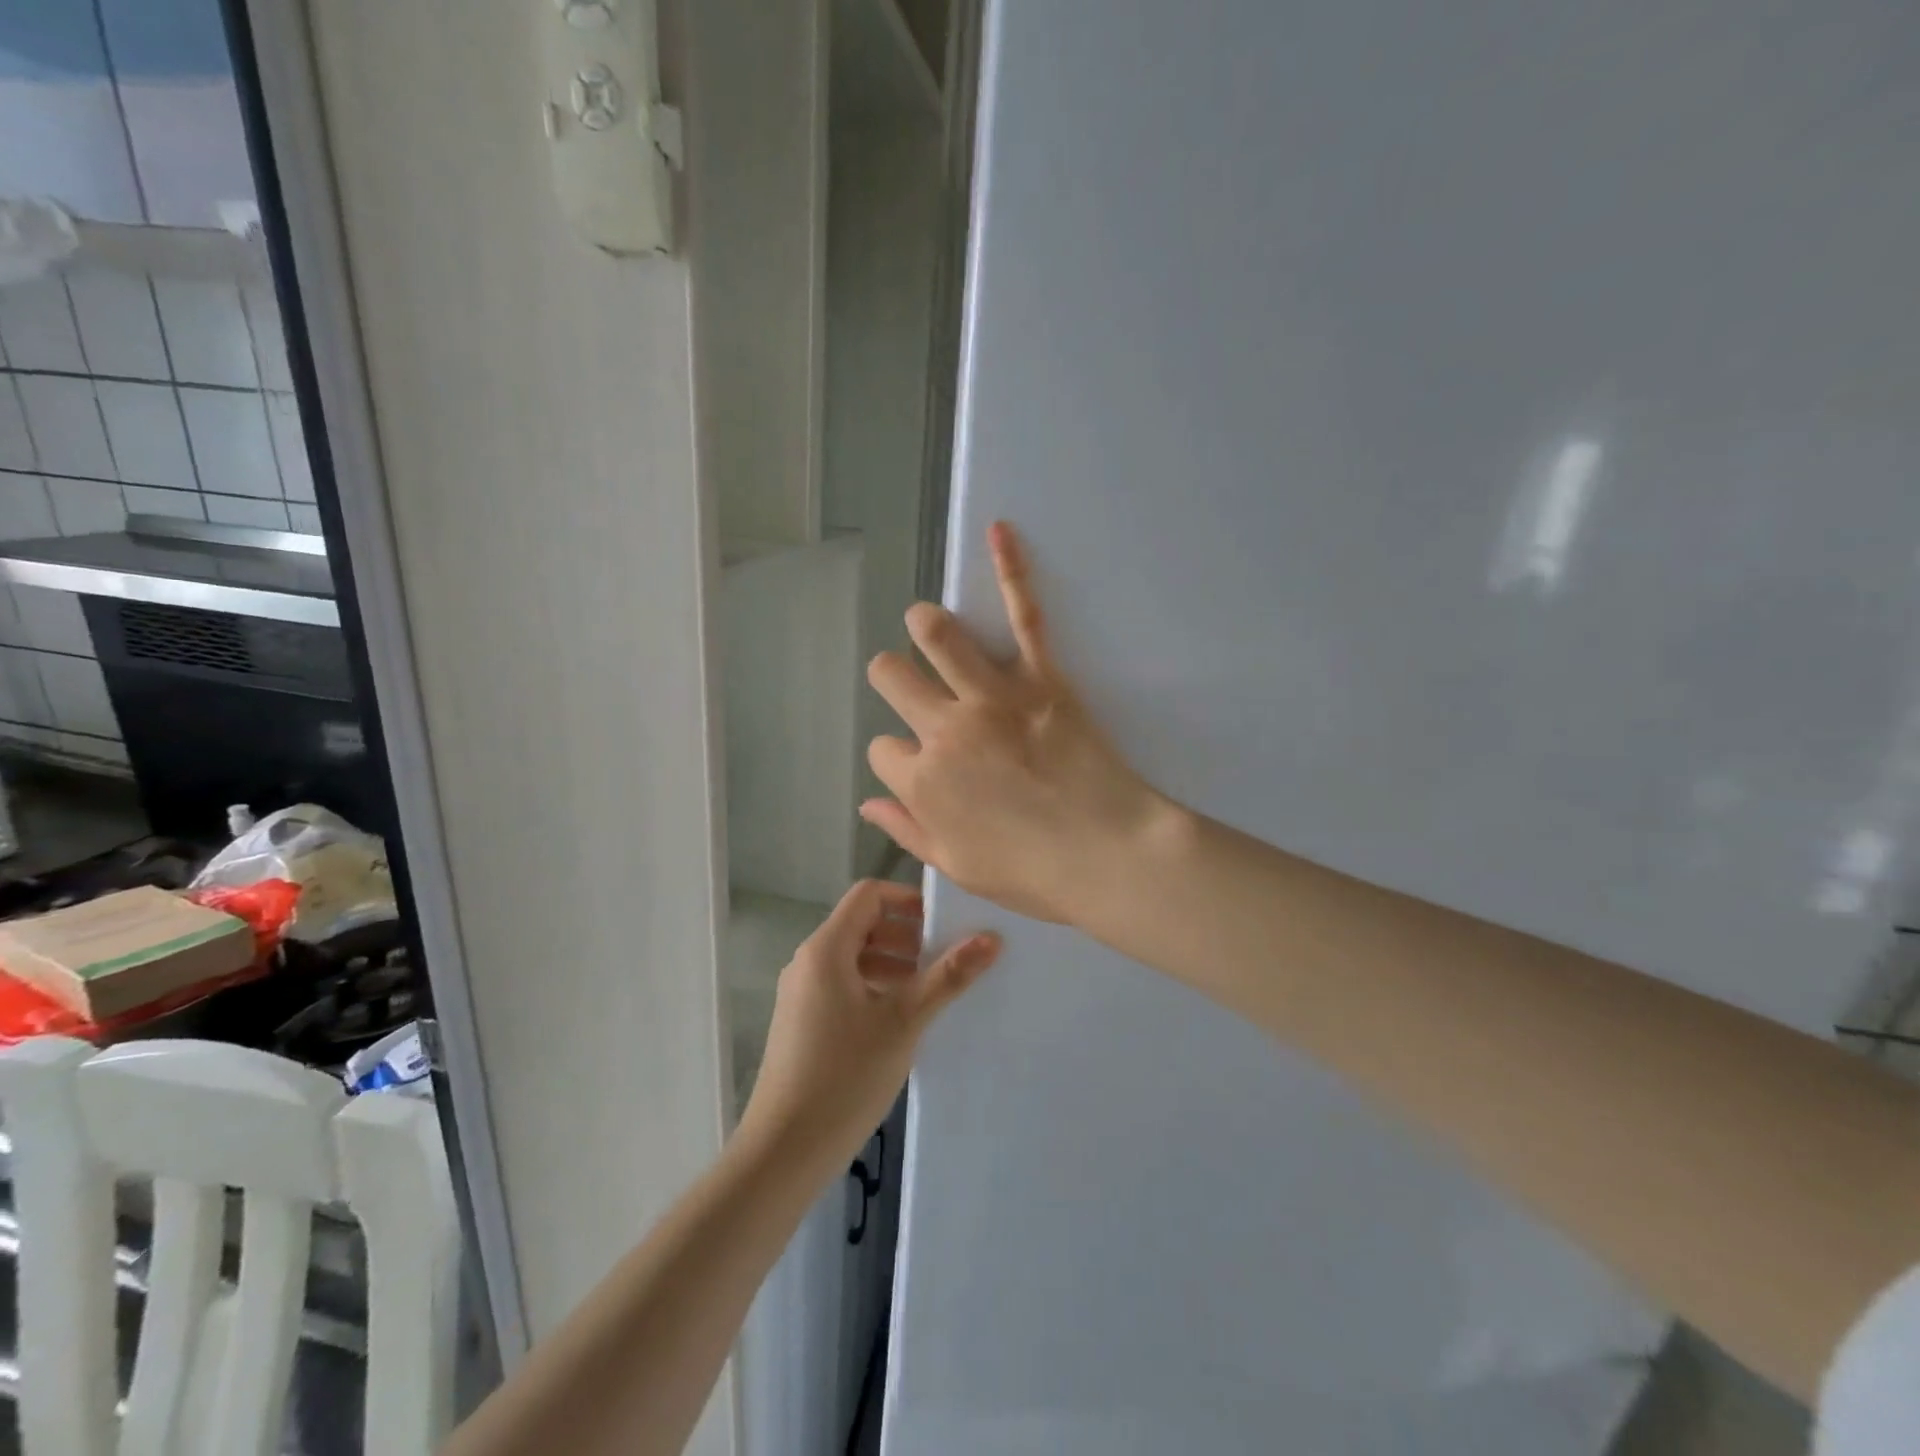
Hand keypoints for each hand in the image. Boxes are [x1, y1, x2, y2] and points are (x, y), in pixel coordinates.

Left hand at [738, 880, 998, 1171]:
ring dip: (893, 964)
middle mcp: (808, 960)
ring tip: (930, 991)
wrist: (785, 1150)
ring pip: (854, 957)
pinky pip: (842, 984)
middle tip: (945, 959)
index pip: (869, 895)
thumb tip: (991, 938)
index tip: (944, 923)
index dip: (908, 900)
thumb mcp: (904, 1021)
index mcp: (826, 948)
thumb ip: (947, 976)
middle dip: (906, 935)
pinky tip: (901, 1020)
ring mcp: (801, 992)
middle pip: (862, 924)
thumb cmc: (846, 1075)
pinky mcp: (802, 1021)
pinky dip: (874, 987)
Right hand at [862, 522, 1170, 926]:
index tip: (921, 767)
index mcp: (923, 782)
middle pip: (891, 676)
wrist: (1108, 856)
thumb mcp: (956, 866)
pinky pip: (1023, 615)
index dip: (898, 757)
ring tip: (929, 627)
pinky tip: (1000, 532)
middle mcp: (943, 729)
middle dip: (894, 678)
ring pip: (935, 634)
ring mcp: (991, 697)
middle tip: (916, 687)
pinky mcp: (1041, 678)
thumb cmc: (1033, 873)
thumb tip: (867, 803)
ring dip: (926, 625)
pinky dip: (1011, 570)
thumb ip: (907, 829)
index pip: (882, 749)